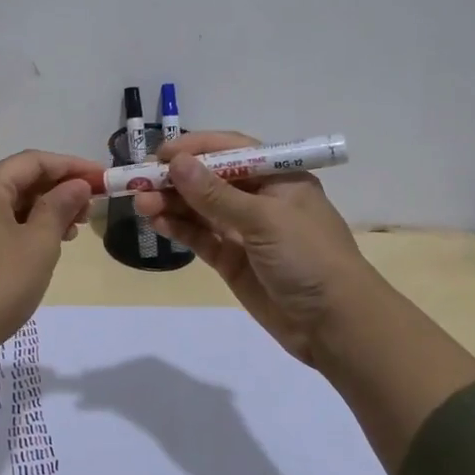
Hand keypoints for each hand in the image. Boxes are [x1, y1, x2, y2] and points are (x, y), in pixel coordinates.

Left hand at [0, 150, 99, 354]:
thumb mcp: (39, 243)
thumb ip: (60, 206)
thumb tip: (76, 185)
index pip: (34, 161)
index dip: (72, 167)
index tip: (103, 179)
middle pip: (17, 179)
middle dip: (57, 190)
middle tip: (90, 210)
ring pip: (5, 203)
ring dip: (41, 210)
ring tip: (72, 231)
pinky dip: (20, 226)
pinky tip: (42, 245)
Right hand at [132, 131, 375, 365]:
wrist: (335, 324)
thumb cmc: (308, 258)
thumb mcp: (264, 219)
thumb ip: (216, 194)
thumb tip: (177, 163)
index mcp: (277, 178)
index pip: (231, 150)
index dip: (195, 149)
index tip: (160, 155)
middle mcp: (260, 199)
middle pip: (210, 180)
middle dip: (175, 179)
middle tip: (139, 183)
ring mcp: (245, 231)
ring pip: (200, 209)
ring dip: (171, 204)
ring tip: (140, 204)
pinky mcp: (233, 260)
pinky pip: (201, 237)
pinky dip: (179, 229)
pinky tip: (156, 222)